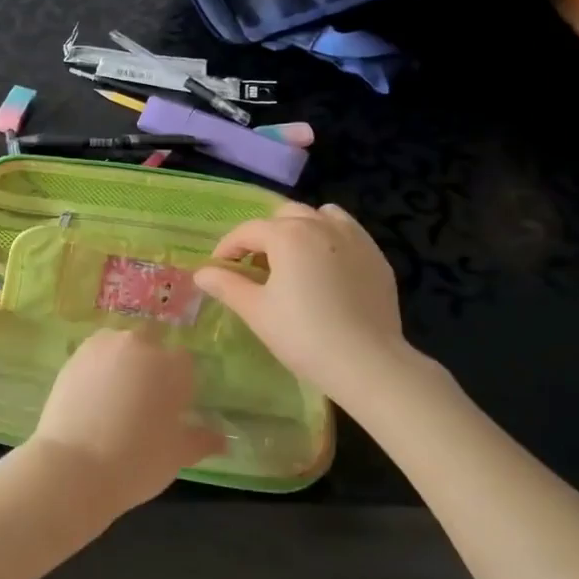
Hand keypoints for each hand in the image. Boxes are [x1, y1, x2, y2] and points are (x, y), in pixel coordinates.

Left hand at [24, 328, 223, 515]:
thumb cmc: (137, 461)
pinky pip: (94, 355)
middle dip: (151, 364)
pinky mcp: (74, 356)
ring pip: (120, 345)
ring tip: (115, 398)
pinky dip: (97, 368)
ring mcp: (102, 346)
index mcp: (171, 366)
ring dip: (123, 361)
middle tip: (143, 401)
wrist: (74, 466)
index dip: (179, 383)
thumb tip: (223, 438)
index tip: (172, 408)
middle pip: (151, 344)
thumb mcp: (178, 455)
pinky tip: (93, 397)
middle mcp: (139, 345)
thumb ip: (202, 439)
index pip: (184, 362)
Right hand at [193, 203, 410, 408]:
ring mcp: (354, 238)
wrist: (367, 362)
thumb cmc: (303, 335)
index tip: (218, 270)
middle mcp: (321, 225)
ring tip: (293, 259)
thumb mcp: (256, 310)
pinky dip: (330, 239)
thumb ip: (226, 285)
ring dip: (300, 229)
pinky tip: (326, 268)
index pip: (248, 231)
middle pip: (284, 216)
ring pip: (320, 216)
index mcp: (288, 235)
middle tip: (255, 266)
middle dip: (264, 235)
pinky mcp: (376, 257)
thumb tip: (201, 273)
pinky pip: (348, 232)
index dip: (227, 248)